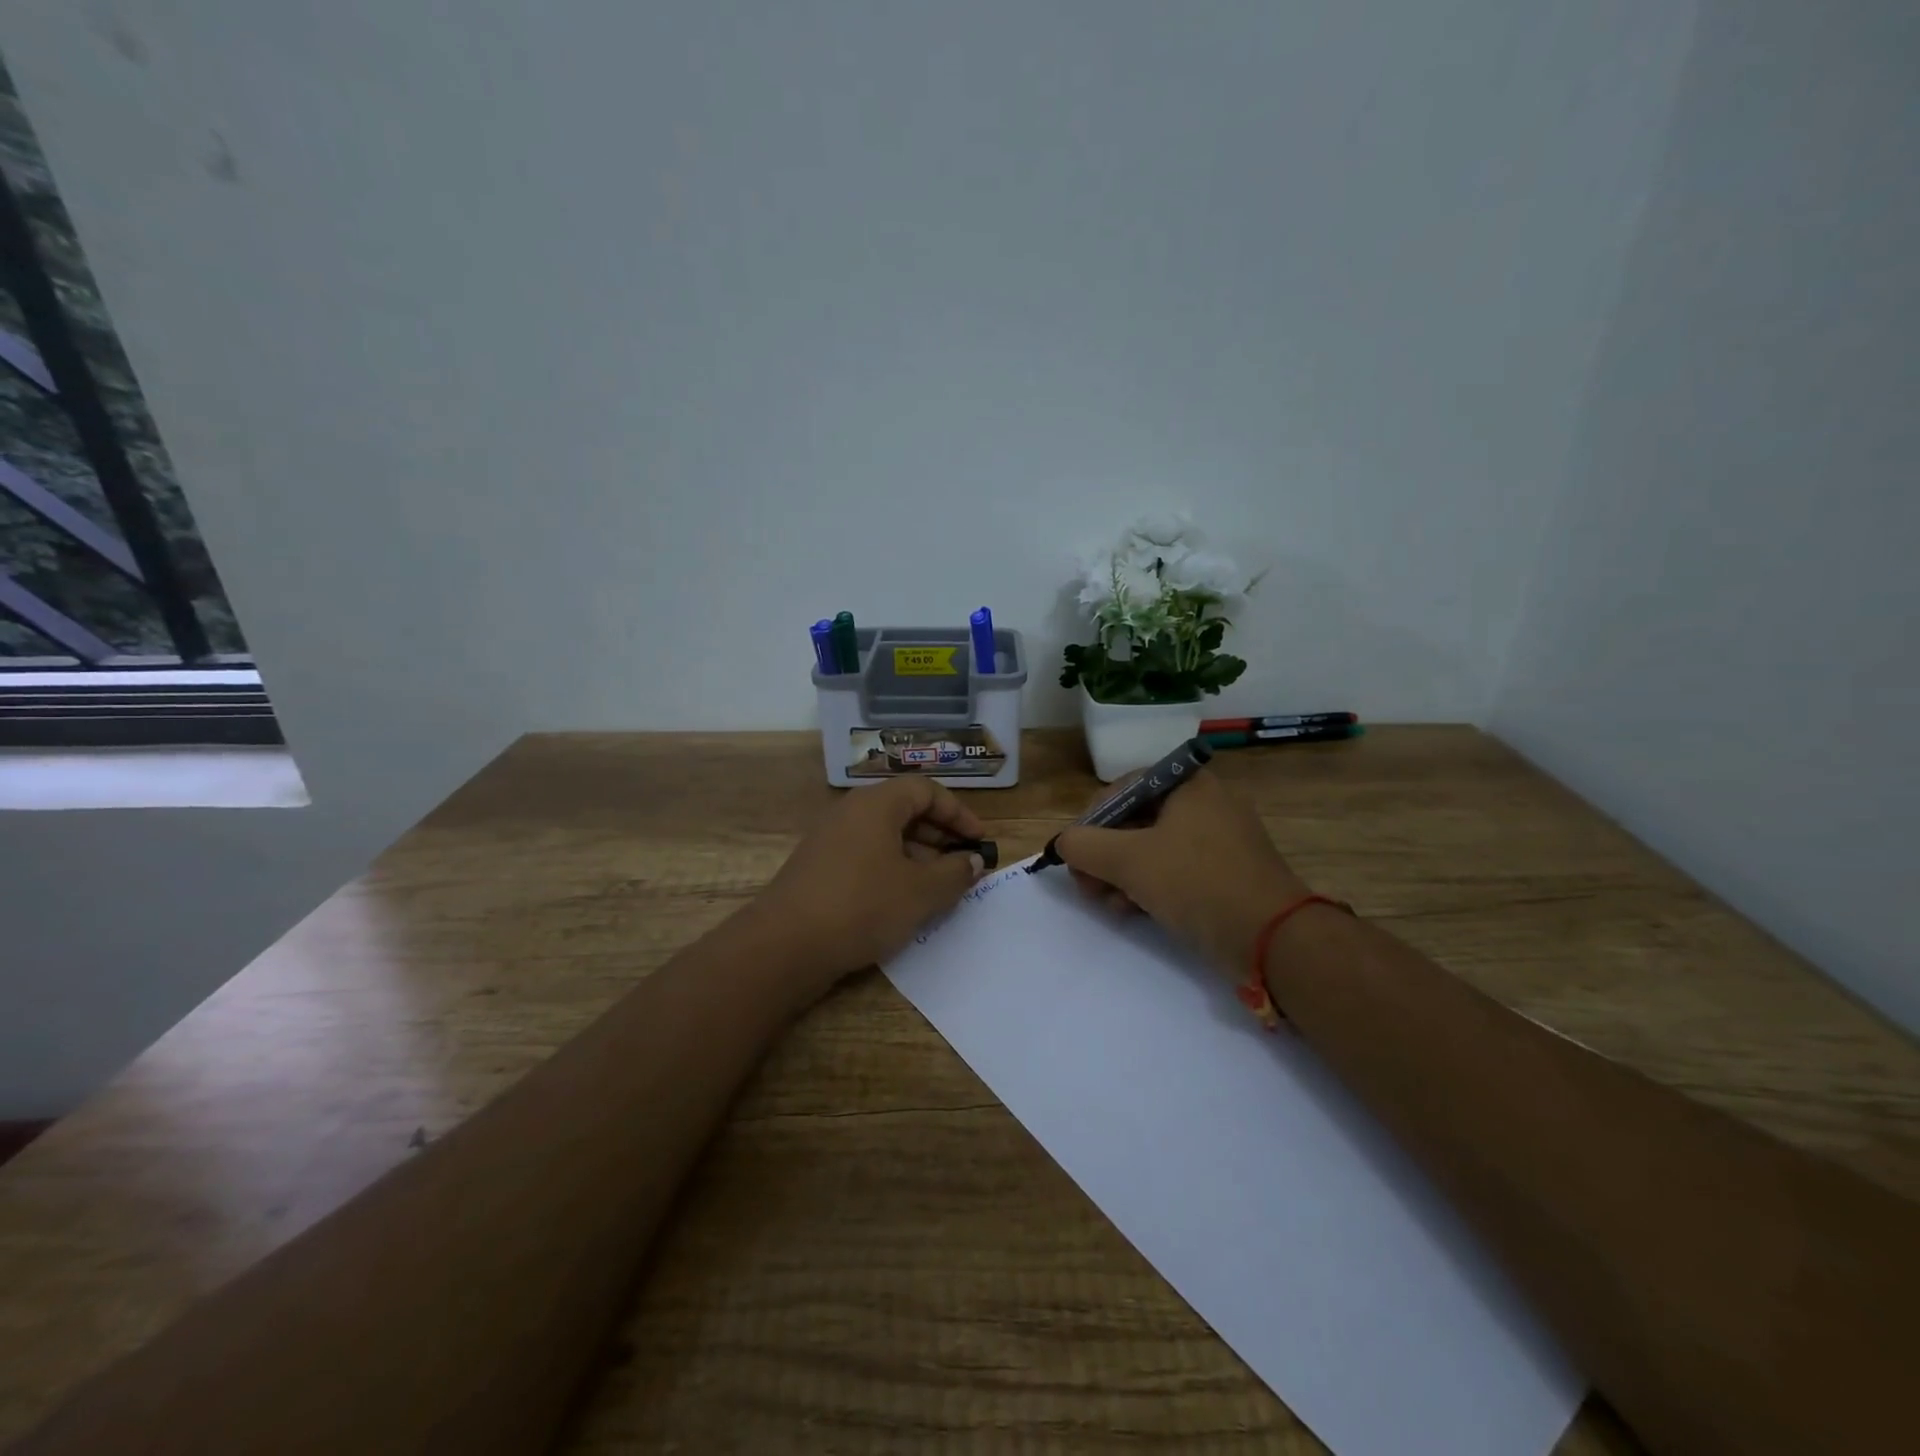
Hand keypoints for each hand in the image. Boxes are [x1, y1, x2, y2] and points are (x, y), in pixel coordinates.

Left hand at [745, 777, 988, 996]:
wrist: (785, 945)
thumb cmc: (862, 906)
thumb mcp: (921, 892)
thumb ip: (955, 873)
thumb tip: (972, 861)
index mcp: (876, 804)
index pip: (926, 790)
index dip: (958, 813)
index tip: (978, 841)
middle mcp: (851, 812)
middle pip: (904, 811)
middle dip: (940, 836)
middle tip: (963, 866)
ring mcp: (830, 840)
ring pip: (884, 836)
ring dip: (917, 857)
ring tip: (939, 889)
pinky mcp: (818, 868)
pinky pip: (865, 856)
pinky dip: (891, 870)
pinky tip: (903, 903)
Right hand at [1055, 769, 1309, 979]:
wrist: (1273, 938)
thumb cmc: (1196, 882)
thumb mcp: (1128, 860)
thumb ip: (1084, 846)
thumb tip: (1063, 843)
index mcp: (1188, 784)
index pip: (1122, 789)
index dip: (1091, 821)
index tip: (1075, 854)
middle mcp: (1206, 802)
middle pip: (1136, 820)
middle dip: (1104, 854)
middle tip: (1086, 885)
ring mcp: (1220, 839)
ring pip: (1153, 848)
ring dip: (1122, 874)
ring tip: (1106, 903)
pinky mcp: (1227, 872)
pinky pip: (1176, 869)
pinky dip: (1150, 885)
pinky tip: (1132, 910)